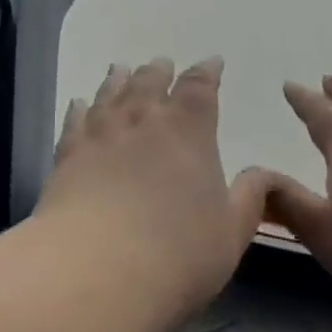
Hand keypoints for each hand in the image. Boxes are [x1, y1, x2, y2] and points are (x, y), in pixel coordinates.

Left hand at [35, 57, 270, 317]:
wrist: (97, 268)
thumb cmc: (178, 254)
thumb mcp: (231, 232)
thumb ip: (249, 198)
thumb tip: (263, 173)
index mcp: (188, 129)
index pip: (200, 87)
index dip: (207, 72)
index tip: (211, 63)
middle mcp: (143, 119)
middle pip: (150, 81)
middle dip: (160, 71)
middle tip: (162, 64)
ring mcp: (101, 133)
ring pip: (111, 93)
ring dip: (119, 79)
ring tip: (121, 68)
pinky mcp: (68, 153)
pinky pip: (75, 119)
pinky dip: (79, 107)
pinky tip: (78, 103)